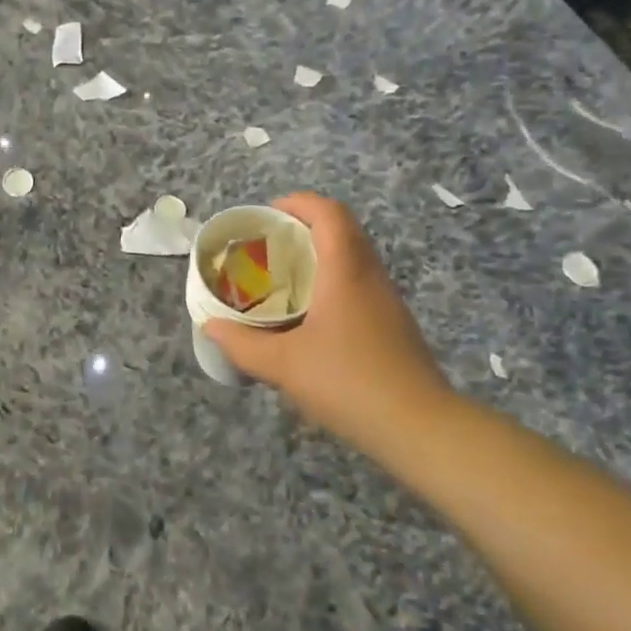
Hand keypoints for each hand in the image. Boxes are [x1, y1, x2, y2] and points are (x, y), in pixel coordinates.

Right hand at [205, 194, 460, 455]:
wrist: (419, 427)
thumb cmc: (347, 382)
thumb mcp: (282, 365)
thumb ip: (242, 343)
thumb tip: (211, 326)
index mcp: (345, 272)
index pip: (329, 214)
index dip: (299, 203)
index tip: (268, 213)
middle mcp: (370, 277)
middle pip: (343, 231)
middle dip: (305, 227)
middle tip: (269, 245)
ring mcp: (387, 302)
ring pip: (354, 259)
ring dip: (320, 256)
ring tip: (283, 277)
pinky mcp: (393, 326)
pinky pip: (359, 285)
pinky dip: (332, 283)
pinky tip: (309, 316)